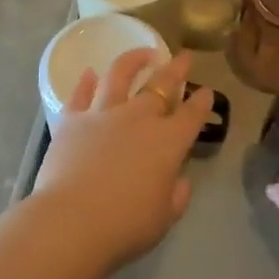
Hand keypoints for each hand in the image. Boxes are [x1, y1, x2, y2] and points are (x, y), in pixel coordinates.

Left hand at [31, 47, 213, 278]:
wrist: (72, 221)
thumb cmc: (125, 225)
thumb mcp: (164, 218)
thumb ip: (176, 195)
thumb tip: (179, 180)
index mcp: (168, 142)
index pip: (192, 114)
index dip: (202, 101)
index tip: (206, 91)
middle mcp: (139, 118)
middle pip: (161, 85)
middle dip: (175, 69)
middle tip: (184, 57)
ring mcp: (103, 114)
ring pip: (120, 75)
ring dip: (133, 61)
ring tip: (142, 53)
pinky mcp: (72, 120)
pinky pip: (80, 94)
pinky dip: (85, 82)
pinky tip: (89, 73)